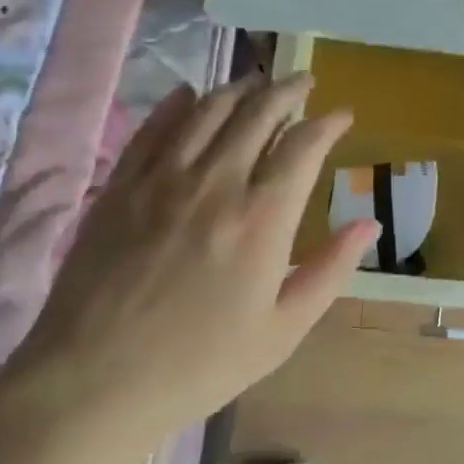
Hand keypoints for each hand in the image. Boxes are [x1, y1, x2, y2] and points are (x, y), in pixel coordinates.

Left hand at [18, 74, 377, 439]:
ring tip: (257, 85)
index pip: (303, 145)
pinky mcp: (120, 185)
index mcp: (262, 217)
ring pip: (207, 110)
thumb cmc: (201, 363)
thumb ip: (330, 270)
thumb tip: (370, 223)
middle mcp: (216, 182)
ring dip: (239, 89)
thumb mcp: (283, 329)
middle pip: (257, 112)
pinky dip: (178, 104)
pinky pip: (155, 127)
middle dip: (288, 90)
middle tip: (304, 83)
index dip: (328, 122)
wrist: (94, 381)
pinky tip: (189, 95)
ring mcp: (162, 178)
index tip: (343, 115)